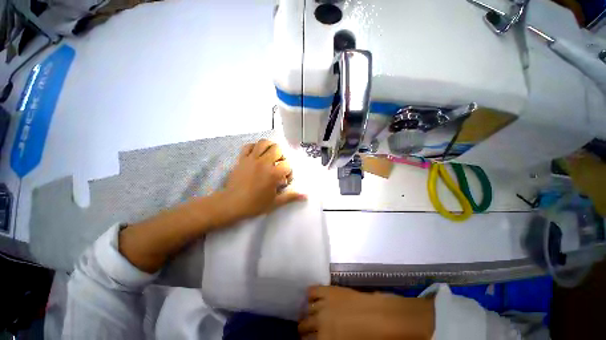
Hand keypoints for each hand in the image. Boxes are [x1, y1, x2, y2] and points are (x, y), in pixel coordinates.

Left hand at [219, 139, 305, 222]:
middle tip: (278, 166)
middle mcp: (264, 163)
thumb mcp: (275, 202)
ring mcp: (251, 159)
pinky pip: (249, 146)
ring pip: (263, 142)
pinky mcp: (242, 159)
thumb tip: (306, 196)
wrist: (231, 204)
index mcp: (273, 173)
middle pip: (277, 148)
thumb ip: (291, 196)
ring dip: (269, 147)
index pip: (287, 164)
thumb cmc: (255, 204)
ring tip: (270, 156)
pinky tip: (257, 155)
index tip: (284, 180)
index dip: (289, 172)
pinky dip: (254, 147)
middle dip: (281, 156)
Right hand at [299, 286, 434, 339]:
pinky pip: (312, 291)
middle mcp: (319, 323)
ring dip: (305, 314)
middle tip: (308, 332)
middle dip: (304, 331)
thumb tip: (323, 338)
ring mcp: (323, 305)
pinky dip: (309, 294)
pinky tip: (311, 298)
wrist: (383, 319)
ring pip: (306, 310)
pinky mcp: (329, 290)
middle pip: (303, 327)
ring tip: (308, 316)